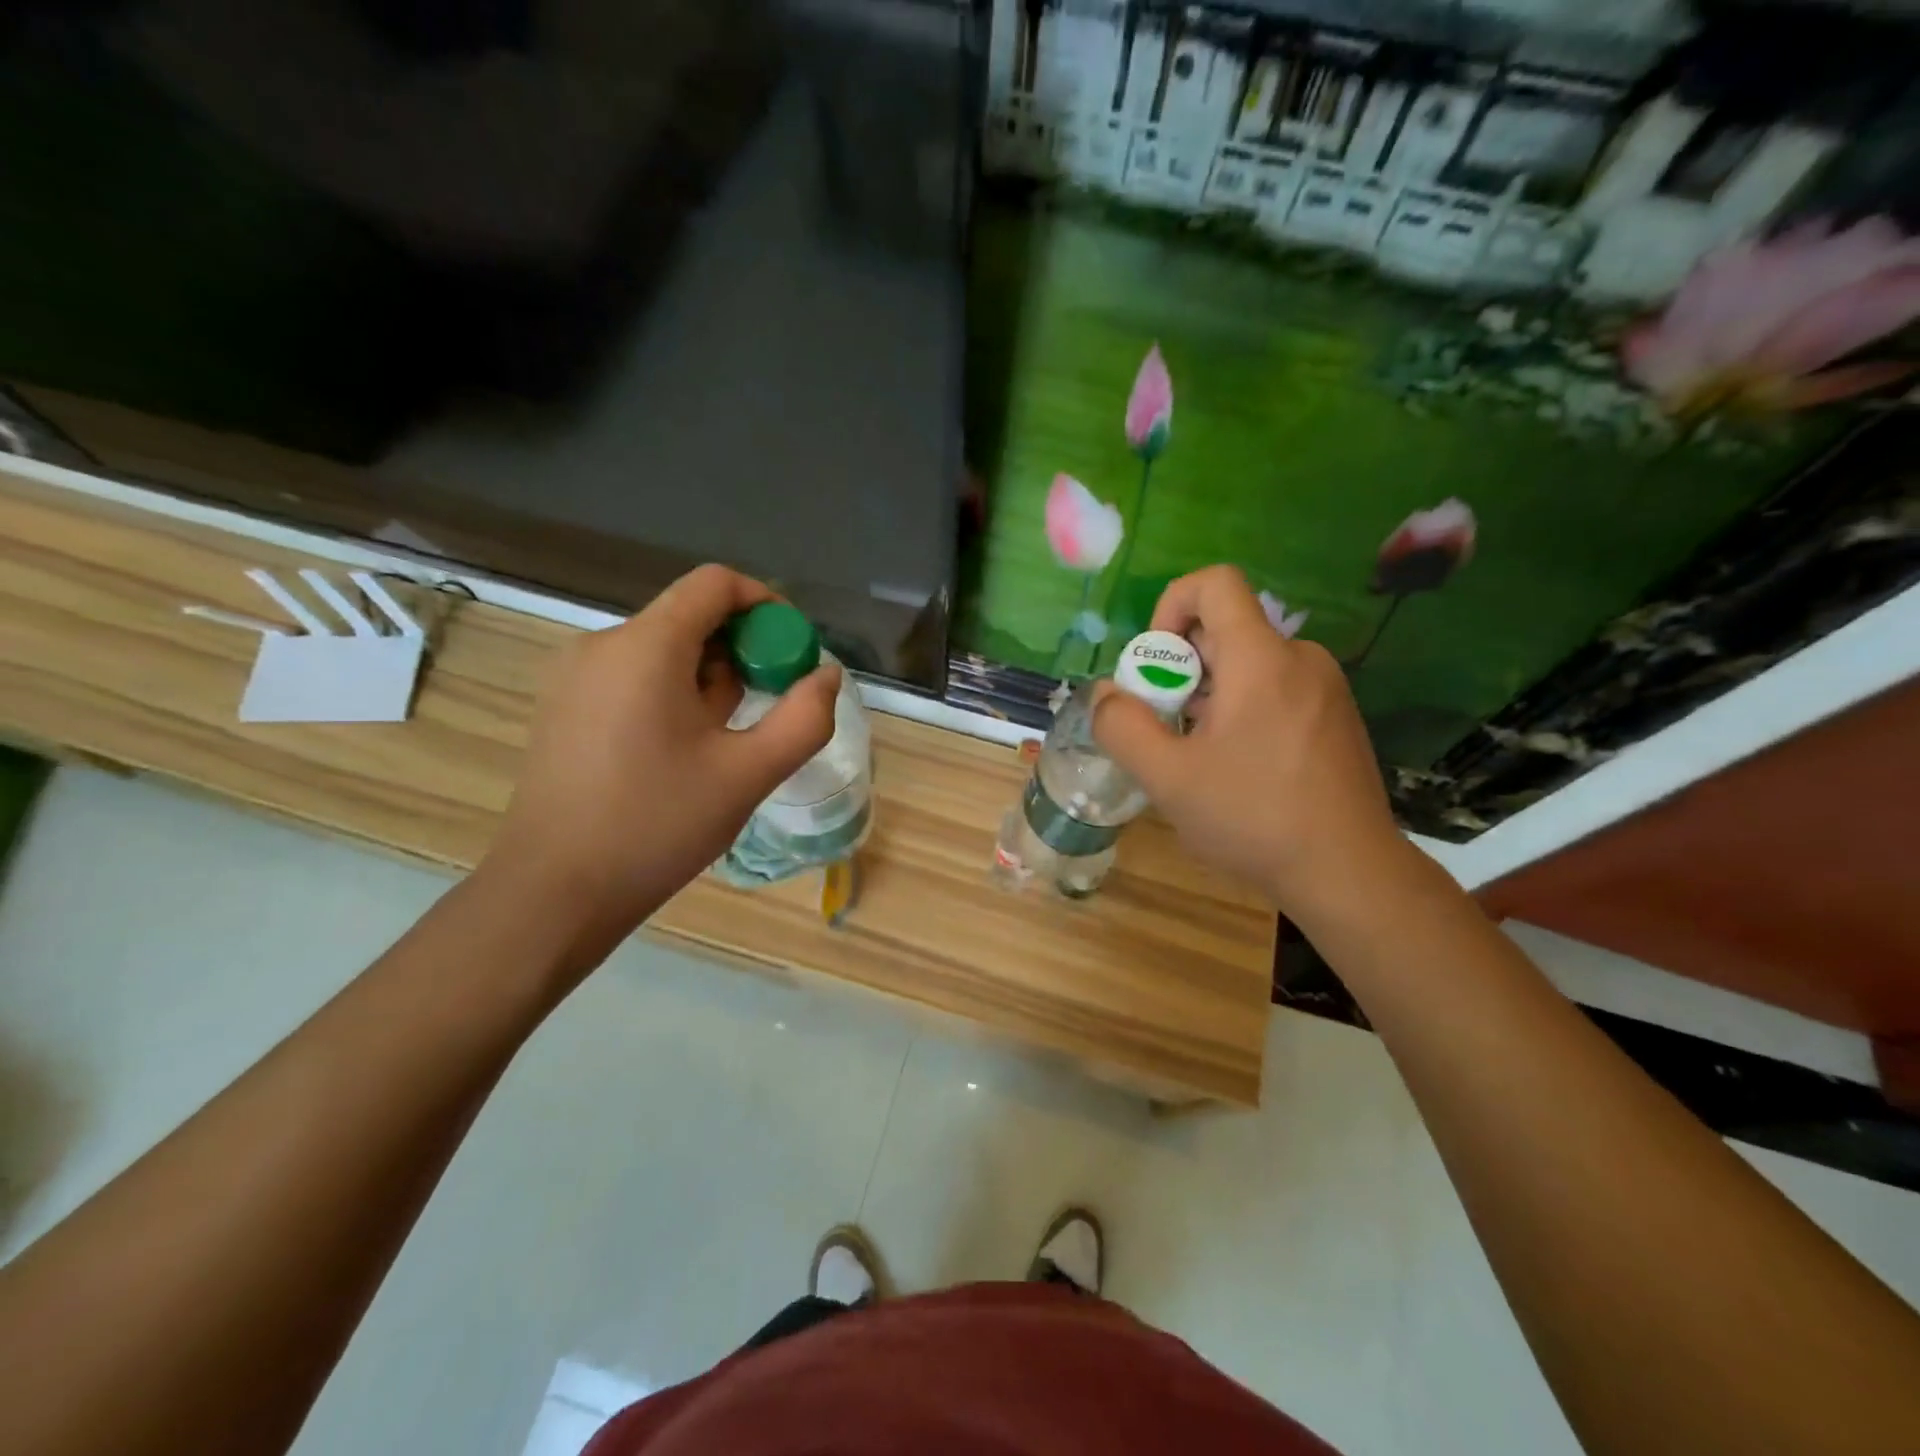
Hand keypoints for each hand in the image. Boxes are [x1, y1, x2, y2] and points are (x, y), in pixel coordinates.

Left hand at [482, 564, 841, 975]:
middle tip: (763, 713)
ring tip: (720, 747)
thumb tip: (827, 675)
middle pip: (691, 618)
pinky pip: (634, 678)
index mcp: (647, 646)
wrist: (553, 893)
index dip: (767, 605)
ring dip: (708, 681)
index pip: (715, 583)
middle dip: (741, 653)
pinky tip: (679, 756)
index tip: (794, 652)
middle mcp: (603, 645)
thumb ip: (803, 719)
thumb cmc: (656, 826)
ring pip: (664, 652)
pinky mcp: (564, 707)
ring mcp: (575, 676)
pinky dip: (672, 697)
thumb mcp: (748, 774)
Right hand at [1092, 565, 1411, 923]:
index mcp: (1261, 658)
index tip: (1155, 665)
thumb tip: (1106, 694)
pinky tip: (1236, 768)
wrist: (1349, 872)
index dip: (1170, 607)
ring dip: (1208, 694)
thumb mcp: (1168, 778)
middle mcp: (1299, 659)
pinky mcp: (1335, 718)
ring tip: (1196, 754)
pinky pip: (1275, 689)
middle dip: (1180, 666)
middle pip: (1226, 630)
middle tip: (1164, 725)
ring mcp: (1325, 689)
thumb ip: (1123, 727)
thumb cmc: (1254, 817)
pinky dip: (1241, 709)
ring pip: (1248, 665)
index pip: (1215, 583)